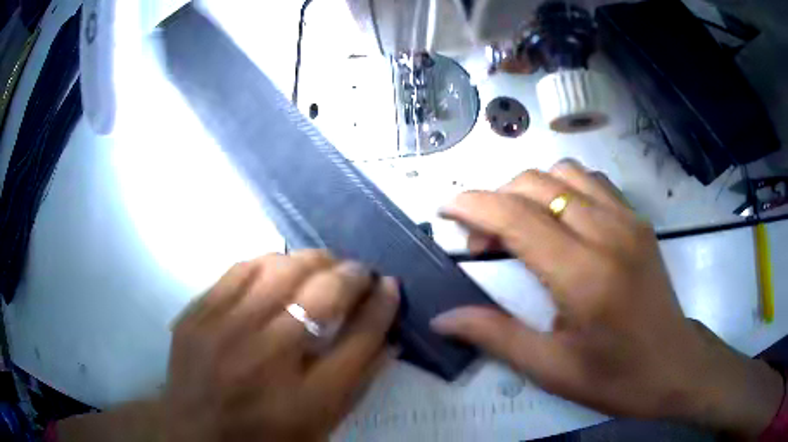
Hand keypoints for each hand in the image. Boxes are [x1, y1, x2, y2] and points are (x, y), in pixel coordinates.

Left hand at [164, 251, 399, 441]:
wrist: (195, 430)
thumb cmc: (266, 435)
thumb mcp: (321, 425)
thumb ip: (358, 383)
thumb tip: (390, 338)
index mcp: (307, 398)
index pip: (360, 339)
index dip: (382, 305)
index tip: (391, 285)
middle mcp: (267, 358)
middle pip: (323, 296)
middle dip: (353, 275)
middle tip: (360, 271)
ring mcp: (226, 331)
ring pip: (281, 270)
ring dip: (313, 260)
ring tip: (325, 262)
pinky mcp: (198, 314)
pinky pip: (240, 269)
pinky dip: (269, 261)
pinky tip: (280, 265)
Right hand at [433, 159, 782, 436]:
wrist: (675, 365)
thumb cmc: (616, 377)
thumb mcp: (552, 370)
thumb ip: (496, 337)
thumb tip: (443, 318)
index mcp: (585, 276)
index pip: (517, 217)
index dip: (472, 206)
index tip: (444, 209)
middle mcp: (607, 233)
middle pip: (536, 184)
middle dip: (495, 200)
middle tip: (483, 242)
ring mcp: (627, 220)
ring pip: (563, 172)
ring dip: (528, 190)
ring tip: (520, 226)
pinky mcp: (638, 220)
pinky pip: (591, 181)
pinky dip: (562, 187)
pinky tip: (559, 218)